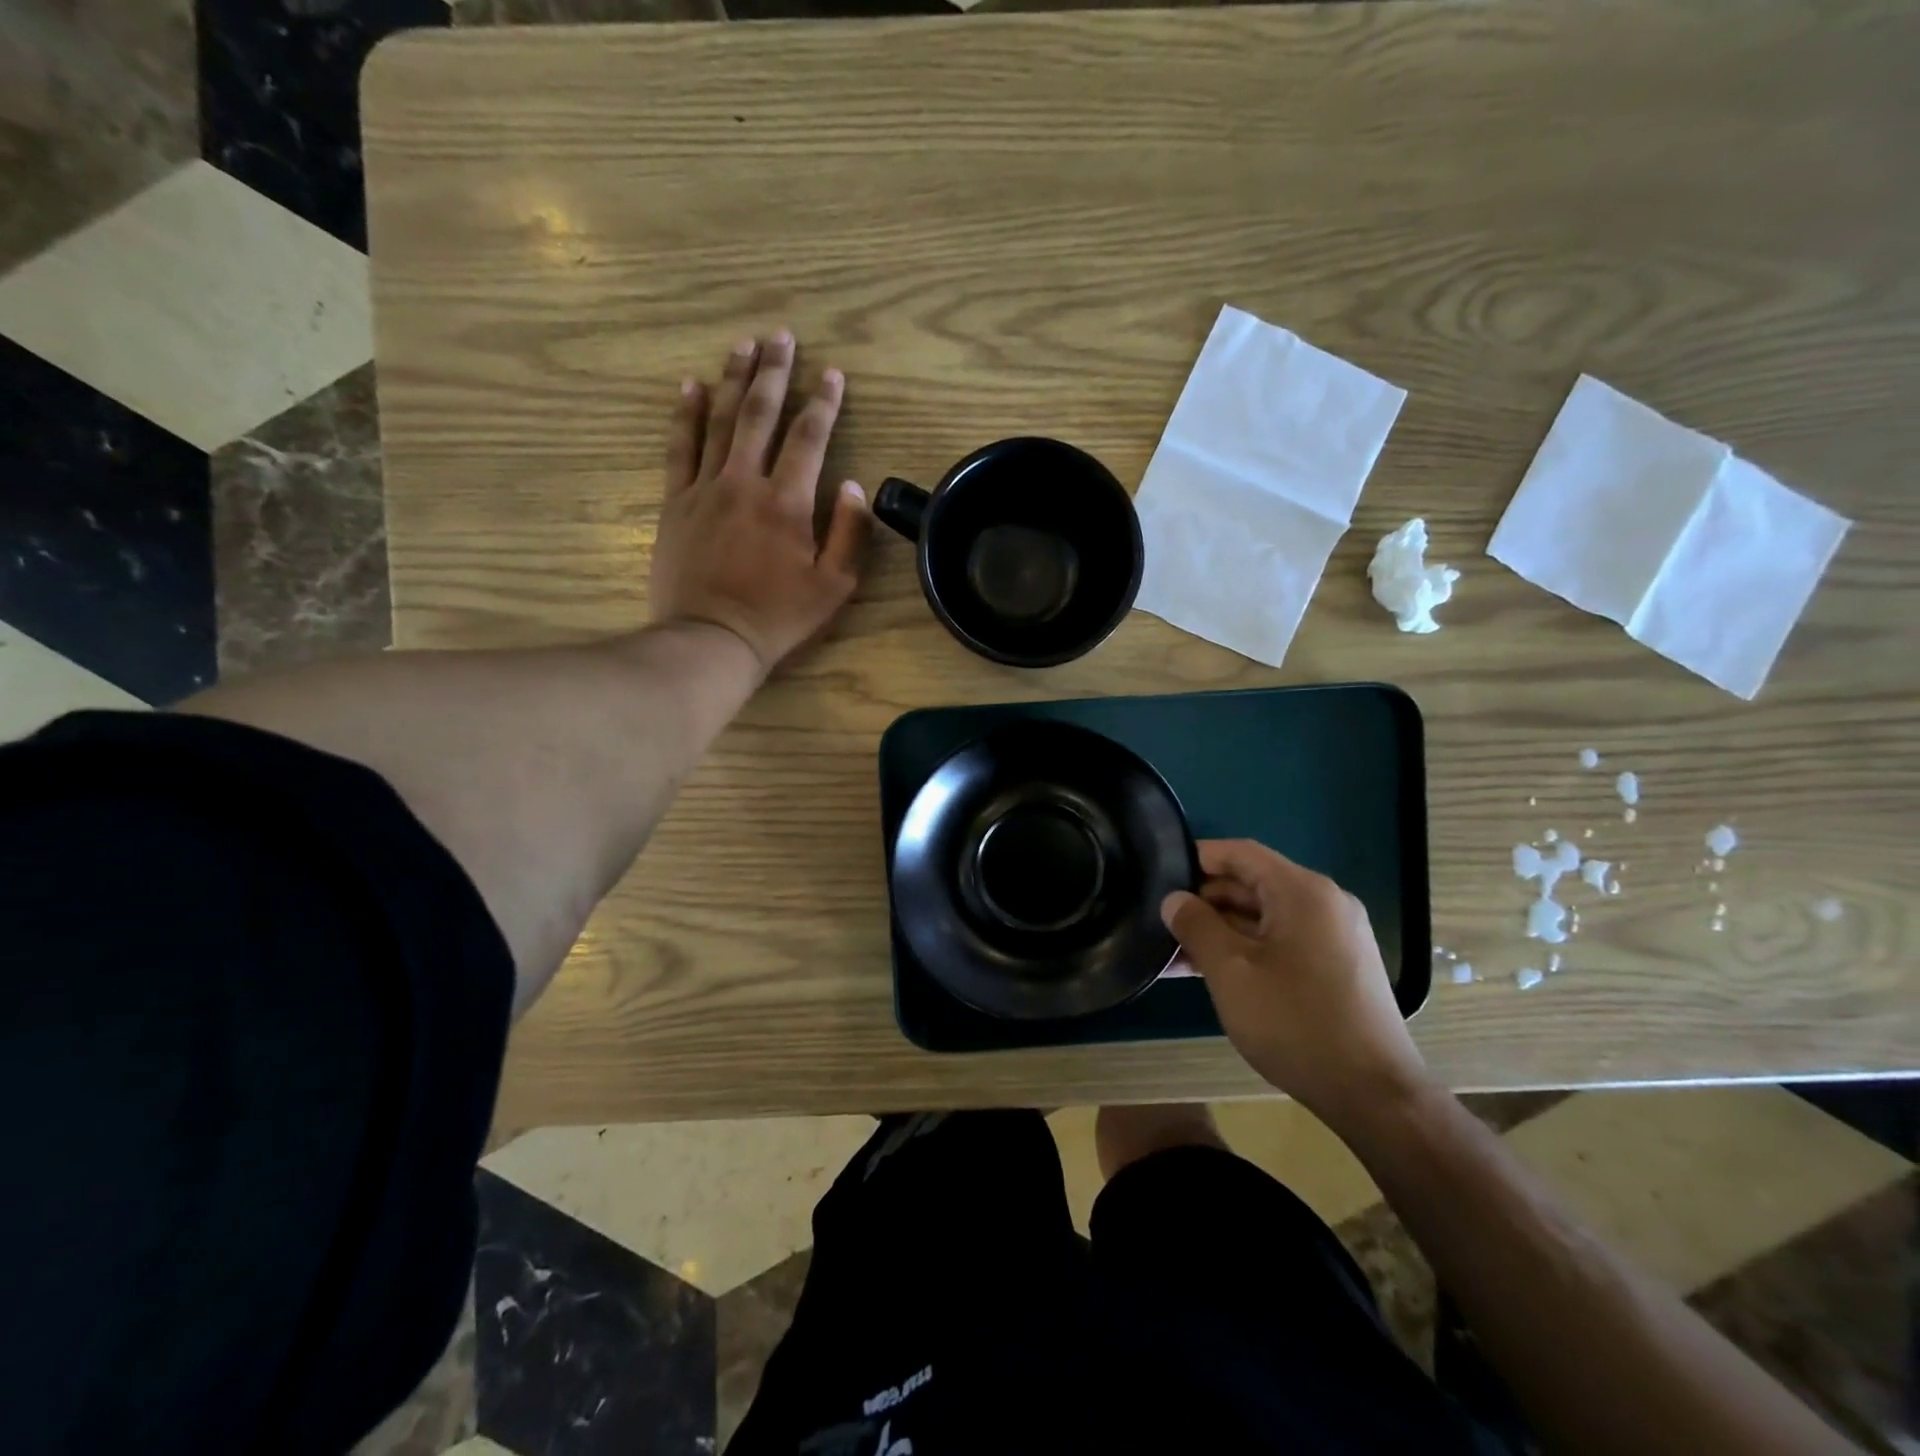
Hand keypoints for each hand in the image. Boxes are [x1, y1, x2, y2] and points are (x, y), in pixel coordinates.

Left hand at [650, 333, 870, 674]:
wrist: (711, 638)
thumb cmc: (779, 617)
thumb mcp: (834, 586)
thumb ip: (849, 532)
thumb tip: (853, 485)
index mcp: (788, 502)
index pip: (809, 437)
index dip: (824, 402)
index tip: (833, 374)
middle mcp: (745, 482)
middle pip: (761, 414)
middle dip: (775, 372)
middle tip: (782, 337)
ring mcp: (705, 488)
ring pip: (720, 420)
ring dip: (733, 379)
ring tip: (743, 344)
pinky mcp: (676, 502)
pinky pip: (679, 447)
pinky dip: (685, 414)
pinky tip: (691, 386)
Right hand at [1163, 840, 1430, 1129]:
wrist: (1374, 1094)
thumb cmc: (1295, 1022)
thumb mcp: (1230, 971)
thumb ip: (1196, 926)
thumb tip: (1174, 899)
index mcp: (1302, 891)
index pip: (1240, 853)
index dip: (1197, 858)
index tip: (1158, 874)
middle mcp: (1324, 903)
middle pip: (1252, 884)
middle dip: (1204, 901)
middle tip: (1160, 922)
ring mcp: (1334, 936)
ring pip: (1264, 918)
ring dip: (1220, 931)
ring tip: (1173, 954)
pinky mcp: (1336, 967)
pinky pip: (1281, 942)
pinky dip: (1246, 950)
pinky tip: (1210, 972)